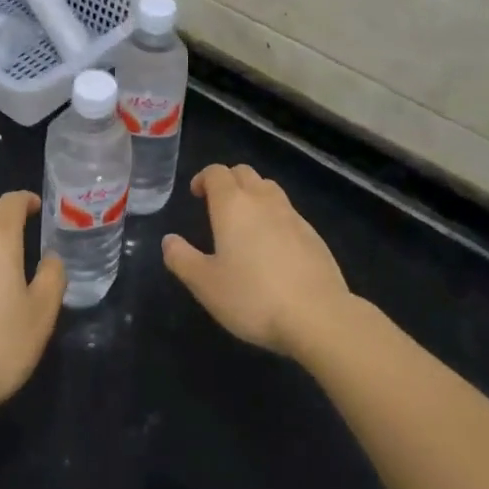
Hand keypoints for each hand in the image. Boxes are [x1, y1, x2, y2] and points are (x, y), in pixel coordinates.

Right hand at [163, 164, 350, 358]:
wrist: (319, 316)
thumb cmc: (253, 297)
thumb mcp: (205, 284)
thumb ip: (182, 259)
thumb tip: (169, 240)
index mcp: (232, 205)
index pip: (216, 173)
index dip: (203, 178)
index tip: (196, 195)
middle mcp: (263, 200)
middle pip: (244, 173)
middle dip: (228, 181)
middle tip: (217, 205)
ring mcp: (292, 215)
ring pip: (269, 188)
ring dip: (253, 194)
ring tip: (245, 222)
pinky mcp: (313, 235)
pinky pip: (288, 212)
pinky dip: (274, 216)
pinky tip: (273, 246)